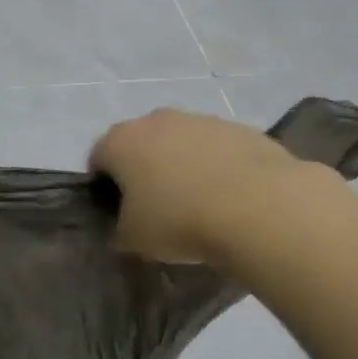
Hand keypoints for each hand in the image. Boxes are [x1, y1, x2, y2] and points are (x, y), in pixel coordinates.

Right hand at [89, 108, 327, 267]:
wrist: (260, 207)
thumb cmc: (179, 221)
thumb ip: (119, 228)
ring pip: (180, 143)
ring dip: (182, 166)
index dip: (103, 186)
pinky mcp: (240, 129)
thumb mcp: (133, 239)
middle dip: (144, 170)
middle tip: (156, 207)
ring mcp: (201, 120)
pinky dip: (217, 168)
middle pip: (140, 144)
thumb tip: (125, 225)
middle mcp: (156, 120)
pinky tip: (230, 198)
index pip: (97, 158)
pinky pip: (217, 149)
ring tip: (199, 205)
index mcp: (121, 141)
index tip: (118, 212)